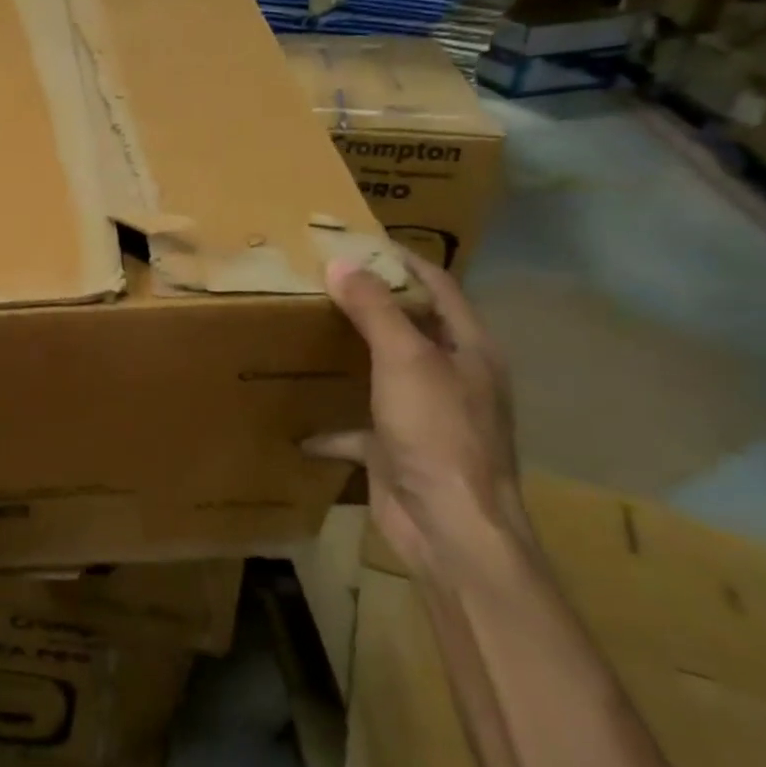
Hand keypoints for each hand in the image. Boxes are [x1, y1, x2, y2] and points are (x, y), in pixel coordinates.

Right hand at [307, 251, 529, 581]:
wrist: (449, 527)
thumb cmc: (437, 432)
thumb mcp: (405, 360)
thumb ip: (375, 311)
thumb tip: (342, 262)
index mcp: (468, 350)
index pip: (440, 287)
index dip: (405, 260)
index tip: (360, 240)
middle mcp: (450, 379)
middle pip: (411, 328)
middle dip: (372, 304)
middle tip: (323, 280)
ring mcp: (424, 417)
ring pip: (382, 375)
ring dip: (350, 357)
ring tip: (306, 332)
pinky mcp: (396, 451)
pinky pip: (357, 429)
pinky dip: (330, 425)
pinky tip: (297, 423)